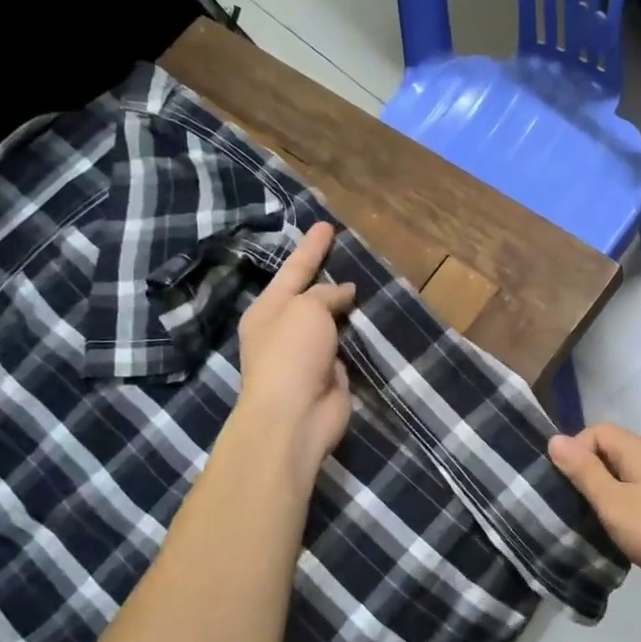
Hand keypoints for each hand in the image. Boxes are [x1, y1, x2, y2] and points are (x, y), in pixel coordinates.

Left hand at [235, 223, 357, 480]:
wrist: (294, 416)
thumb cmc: (291, 355)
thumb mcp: (306, 309)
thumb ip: (326, 294)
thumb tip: (344, 292)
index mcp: (268, 309)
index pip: (293, 269)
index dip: (311, 247)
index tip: (326, 224)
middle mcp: (284, 329)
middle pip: (310, 294)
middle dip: (326, 275)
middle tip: (346, 252)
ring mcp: (307, 354)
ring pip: (330, 321)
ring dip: (346, 306)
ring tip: (367, 283)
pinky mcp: (329, 375)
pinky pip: (346, 346)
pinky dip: (357, 334)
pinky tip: (372, 321)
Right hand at [548, 424, 640, 608]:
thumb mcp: (613, 502)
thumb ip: (584, 471)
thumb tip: (554, 439)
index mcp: (636, 449)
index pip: (595, 432)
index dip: (575, 452)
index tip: (563, 484)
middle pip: (606, 452)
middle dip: (584, 474)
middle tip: (569, 505)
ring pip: (619, 476)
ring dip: (601, 494)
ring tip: (585, 521)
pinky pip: (633, 495)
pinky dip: (618, 507)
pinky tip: (611, 531)